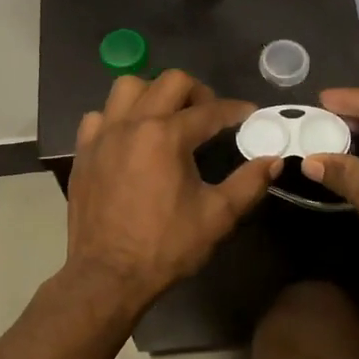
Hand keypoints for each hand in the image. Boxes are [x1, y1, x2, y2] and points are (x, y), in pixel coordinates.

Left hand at [65, 70, 276, 312]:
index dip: (235, 110)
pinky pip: (100, 116)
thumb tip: (274, 161)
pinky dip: (118, 117)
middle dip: (198, 92)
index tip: (249, 114)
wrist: (107, 276)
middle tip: (210, 116)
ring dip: (154, 94)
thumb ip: (249, 183)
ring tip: (168, 118)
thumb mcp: (217, 217)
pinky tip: (130, 138)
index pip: (210, 110)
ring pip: (128, 87)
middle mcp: (133, 123)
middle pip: (170, 82)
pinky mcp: (84, 151)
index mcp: (167, 135)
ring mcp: (103, 134)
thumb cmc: (165, 246)